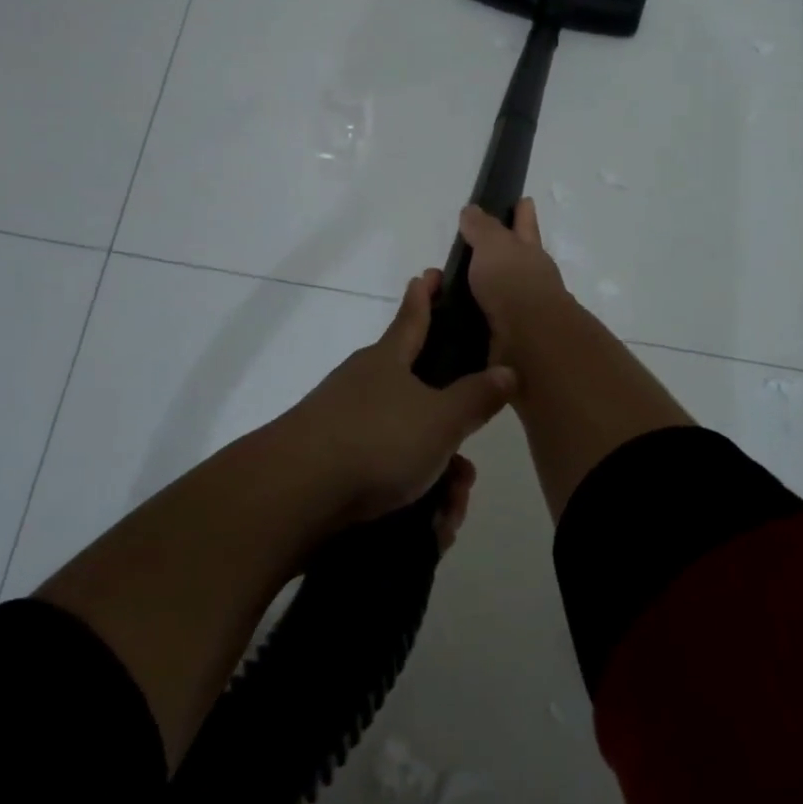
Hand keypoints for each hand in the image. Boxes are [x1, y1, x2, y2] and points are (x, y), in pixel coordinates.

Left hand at [279, 270, 514, 532]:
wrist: (294, 497)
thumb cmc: (376, 440)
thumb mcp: (440, 419)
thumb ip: (477, 397)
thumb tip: (508, 370)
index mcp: (389, 360)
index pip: (414, 316)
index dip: (426, 295)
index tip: (431, 273)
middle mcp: (366, 385)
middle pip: (422, 399)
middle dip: (451, 437)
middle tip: (466, 472)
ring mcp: (346, 425)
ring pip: (409, 446)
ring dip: (436, 480)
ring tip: (448, 514)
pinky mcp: (334, 467)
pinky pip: (387, 478)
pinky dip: (412, 501)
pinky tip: (427, 531)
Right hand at [458, 199, 569, 355]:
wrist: (529, 340)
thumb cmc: (513, 282)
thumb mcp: (494, 245)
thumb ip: (482, 228)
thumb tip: (472, 210)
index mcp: (528, 251)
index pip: (525, 225)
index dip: (523, 214)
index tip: (524, 200)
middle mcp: (528, 279)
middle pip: (513, 261)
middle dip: (499, 254)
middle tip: (470, 250)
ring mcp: (520, 310)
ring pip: (497, 293)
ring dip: (477, 291)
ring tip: (447, 289)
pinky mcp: (506, 339)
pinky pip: (484, 322)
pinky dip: (470, 319)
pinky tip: (452, 320)